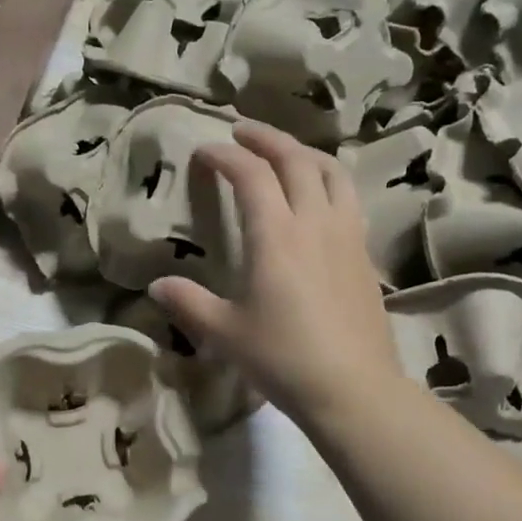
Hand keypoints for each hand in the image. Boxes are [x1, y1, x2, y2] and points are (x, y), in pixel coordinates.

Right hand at [150, 121, 403, 430]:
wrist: (352, 388)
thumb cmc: (282, 357)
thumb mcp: (224, 333)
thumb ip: (188, 303)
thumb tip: (156, 287)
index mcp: (275, 235)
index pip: (250, 174)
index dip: (225, 155)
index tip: (204, 151)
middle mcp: (314, 222)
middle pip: (295, 159)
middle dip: (266, 138)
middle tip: (242, 132)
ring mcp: (346, 234)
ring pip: (331, 172)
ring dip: (304, 153)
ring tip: (285, 153)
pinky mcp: (364, 253)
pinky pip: (348, 198)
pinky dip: (328, 181)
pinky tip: (319, 197)